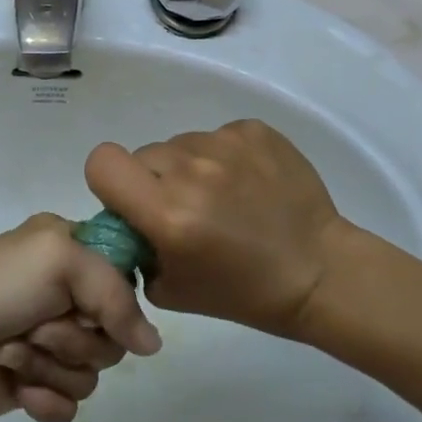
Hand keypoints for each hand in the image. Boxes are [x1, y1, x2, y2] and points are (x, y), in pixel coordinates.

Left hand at [0, 214, 161, 421]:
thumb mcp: (60, 261)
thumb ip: (117, 295)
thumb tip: (152, 345)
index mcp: (68, 250)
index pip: (123, 275)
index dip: (115, 297)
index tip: (93, 304)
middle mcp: (63, 293)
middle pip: (112, 331)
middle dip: (74, 336)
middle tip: (38, 326)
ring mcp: (50, 342)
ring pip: (93, 371)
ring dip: (50, 365)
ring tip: (13, 353)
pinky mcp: (37, 384)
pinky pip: (72, 404)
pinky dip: (45, 399)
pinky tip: (18, 390)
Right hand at [84, 120, 351, 337]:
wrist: (320, 271)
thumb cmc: (244, 292)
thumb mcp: (171, 290)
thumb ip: (137, 250)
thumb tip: (128, 221)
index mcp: (167, 213)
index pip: (102, 163)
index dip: (110, 182)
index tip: (132, 203)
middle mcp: (191, 169)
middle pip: (143, 155)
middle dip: (154, 180)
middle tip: (185, 210)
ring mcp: (226, 143)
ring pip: (181, 144)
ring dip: (189, 168)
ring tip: (225, 198)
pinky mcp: (254, 130)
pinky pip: (217, 136)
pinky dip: (224, 158)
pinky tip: (249, 185)